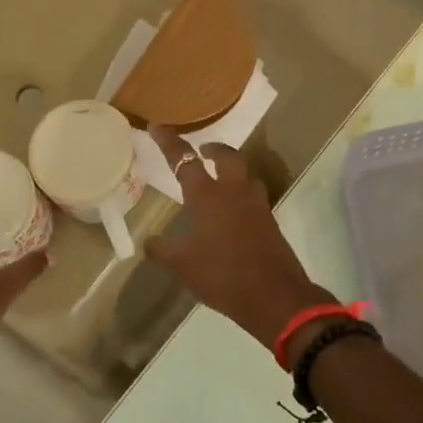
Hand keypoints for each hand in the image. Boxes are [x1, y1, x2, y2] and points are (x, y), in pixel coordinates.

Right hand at [142, 127, 323, 348]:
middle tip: (202, 151)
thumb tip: (148, 242)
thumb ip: (163, 250)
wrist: (273, 295)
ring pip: (245, 173)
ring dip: (232, 169)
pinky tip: (233, 211)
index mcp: (207, 196)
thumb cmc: (222, 275)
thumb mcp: (183, 265)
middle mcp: (233, 191)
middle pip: (226, 156)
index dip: (169, 142)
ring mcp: (256, 204)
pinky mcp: (270, 219)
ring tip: (219, 179)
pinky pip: (253, 196)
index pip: (184, 160)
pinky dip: (242, 193)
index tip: (156, 127)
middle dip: (213, 148)